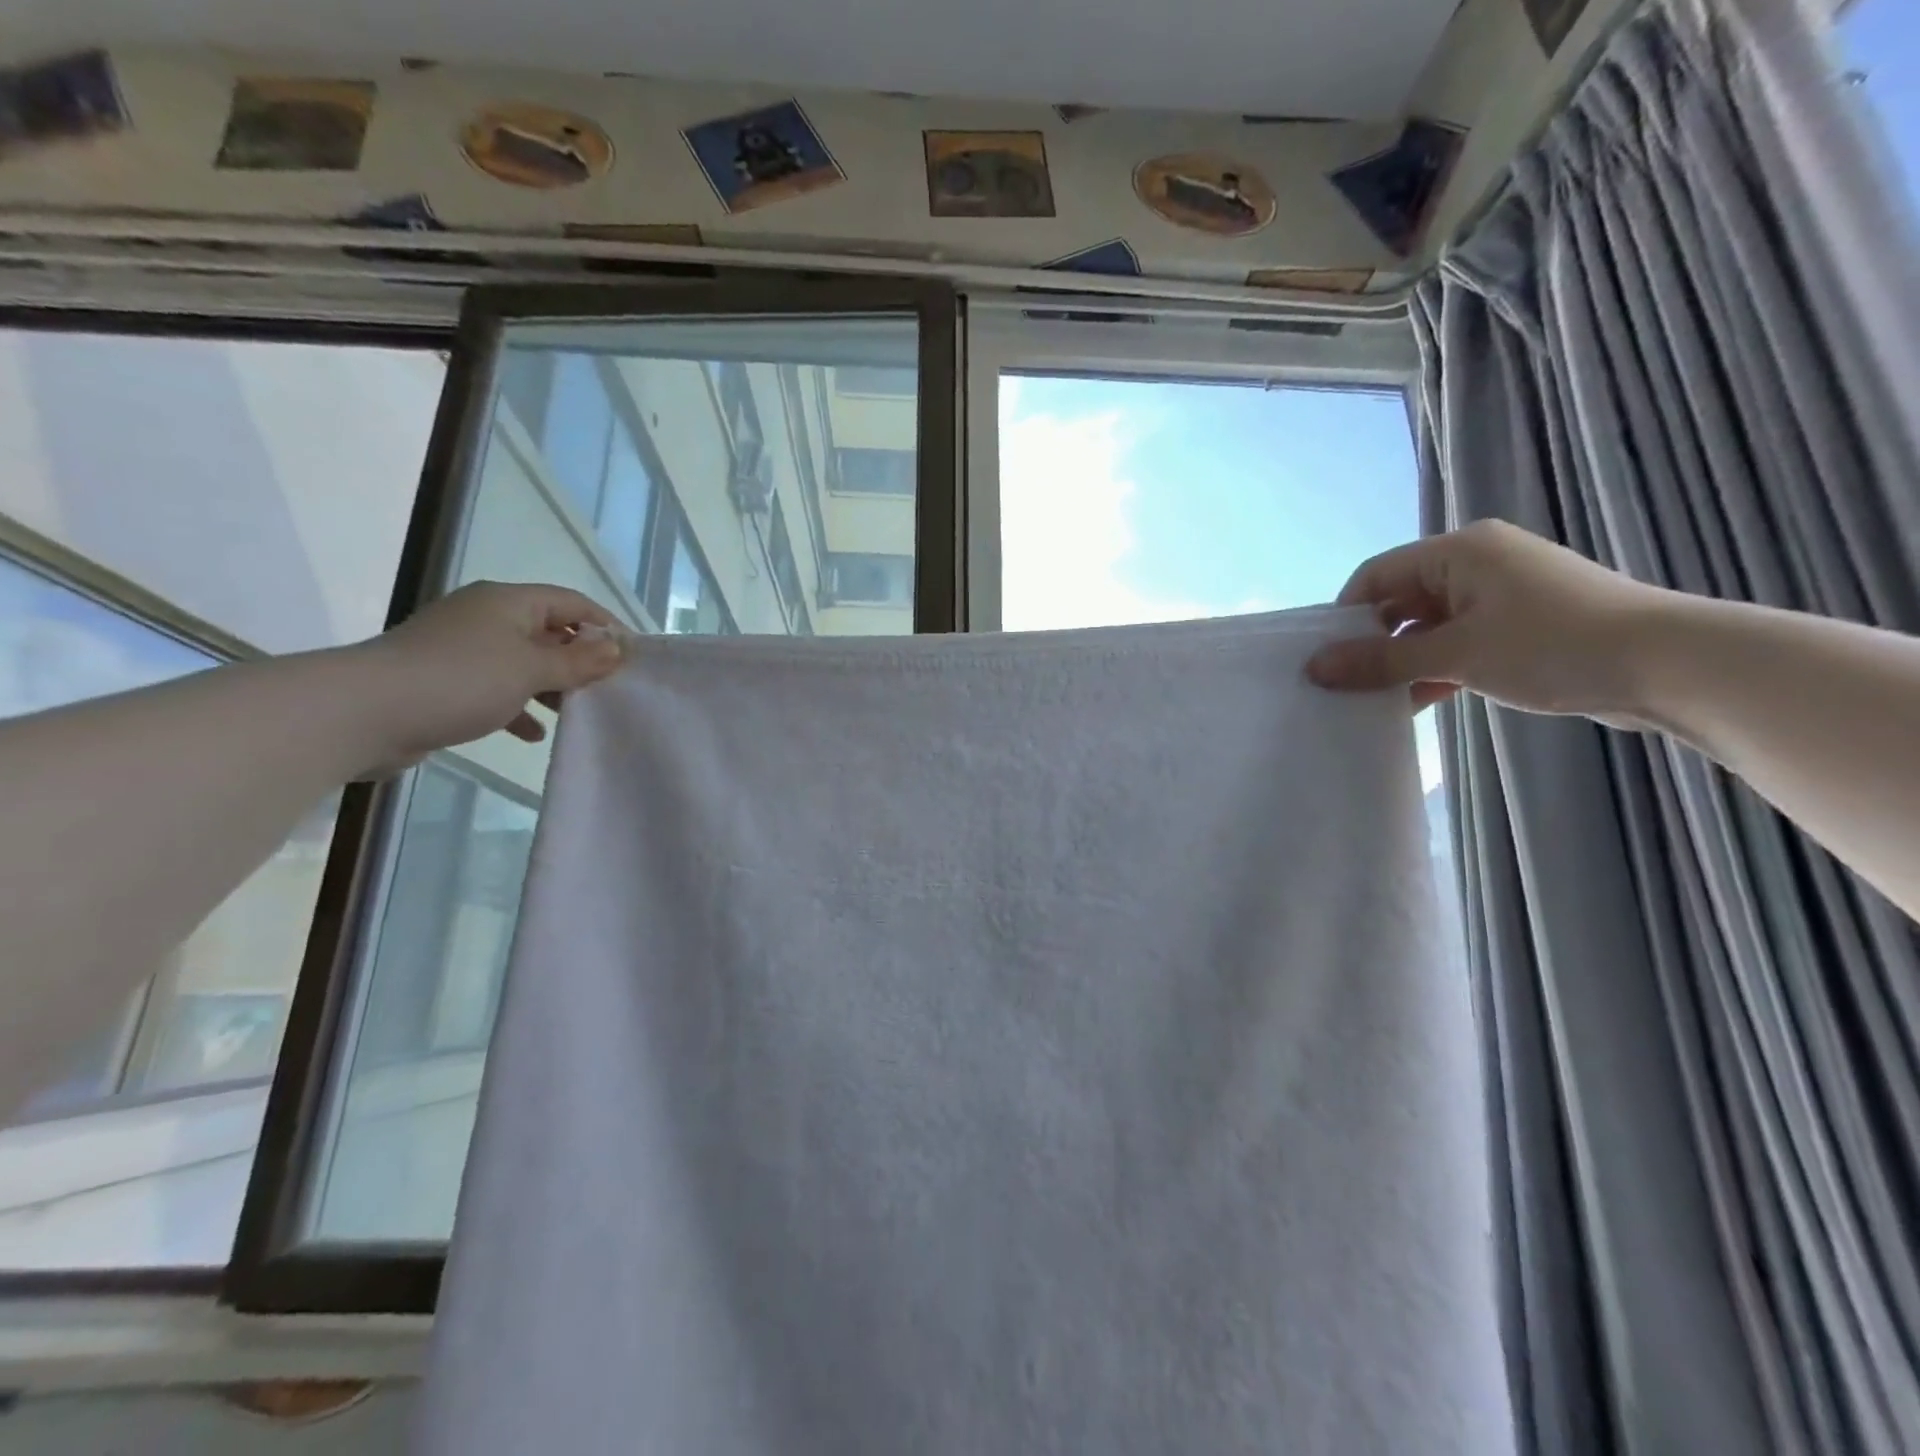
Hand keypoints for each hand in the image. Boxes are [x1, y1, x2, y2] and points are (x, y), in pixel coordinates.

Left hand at [349, 581, 625, 769]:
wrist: (363, 713)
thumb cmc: (460, 680)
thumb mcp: (531, 669)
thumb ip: (578, 661)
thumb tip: (618, 648)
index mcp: (507, 602)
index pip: (571, 602)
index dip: (605, 625)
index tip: (632, 657)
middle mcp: (486, 617)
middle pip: (548, 631)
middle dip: (580, 659)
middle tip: (608, 688)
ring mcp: (462, 649)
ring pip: (524, 662)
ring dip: (552, 685)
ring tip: (576, 710)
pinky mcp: (445, 681)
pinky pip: (497, 688)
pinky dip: (520, 705)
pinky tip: (534, 731)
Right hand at [1305, 520, 1665, 718]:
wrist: (1671, 667)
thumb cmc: (1551, 645)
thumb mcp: (1455, 654)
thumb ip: (1380, 661)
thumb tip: (1314, 668)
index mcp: (1460, 551)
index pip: (1376, 575)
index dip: (1344, 616)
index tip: (1324, 660)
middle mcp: (1478, 563)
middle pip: (1401, 600)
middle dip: (1372, 643)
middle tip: (1346, 685)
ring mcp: (1504, 595)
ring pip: (1430, 626)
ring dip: (1403, 662)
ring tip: (1377, 701)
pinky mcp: (1524, 626)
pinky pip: (1460, 642)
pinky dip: (1437, 668)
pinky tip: (1419, 702)